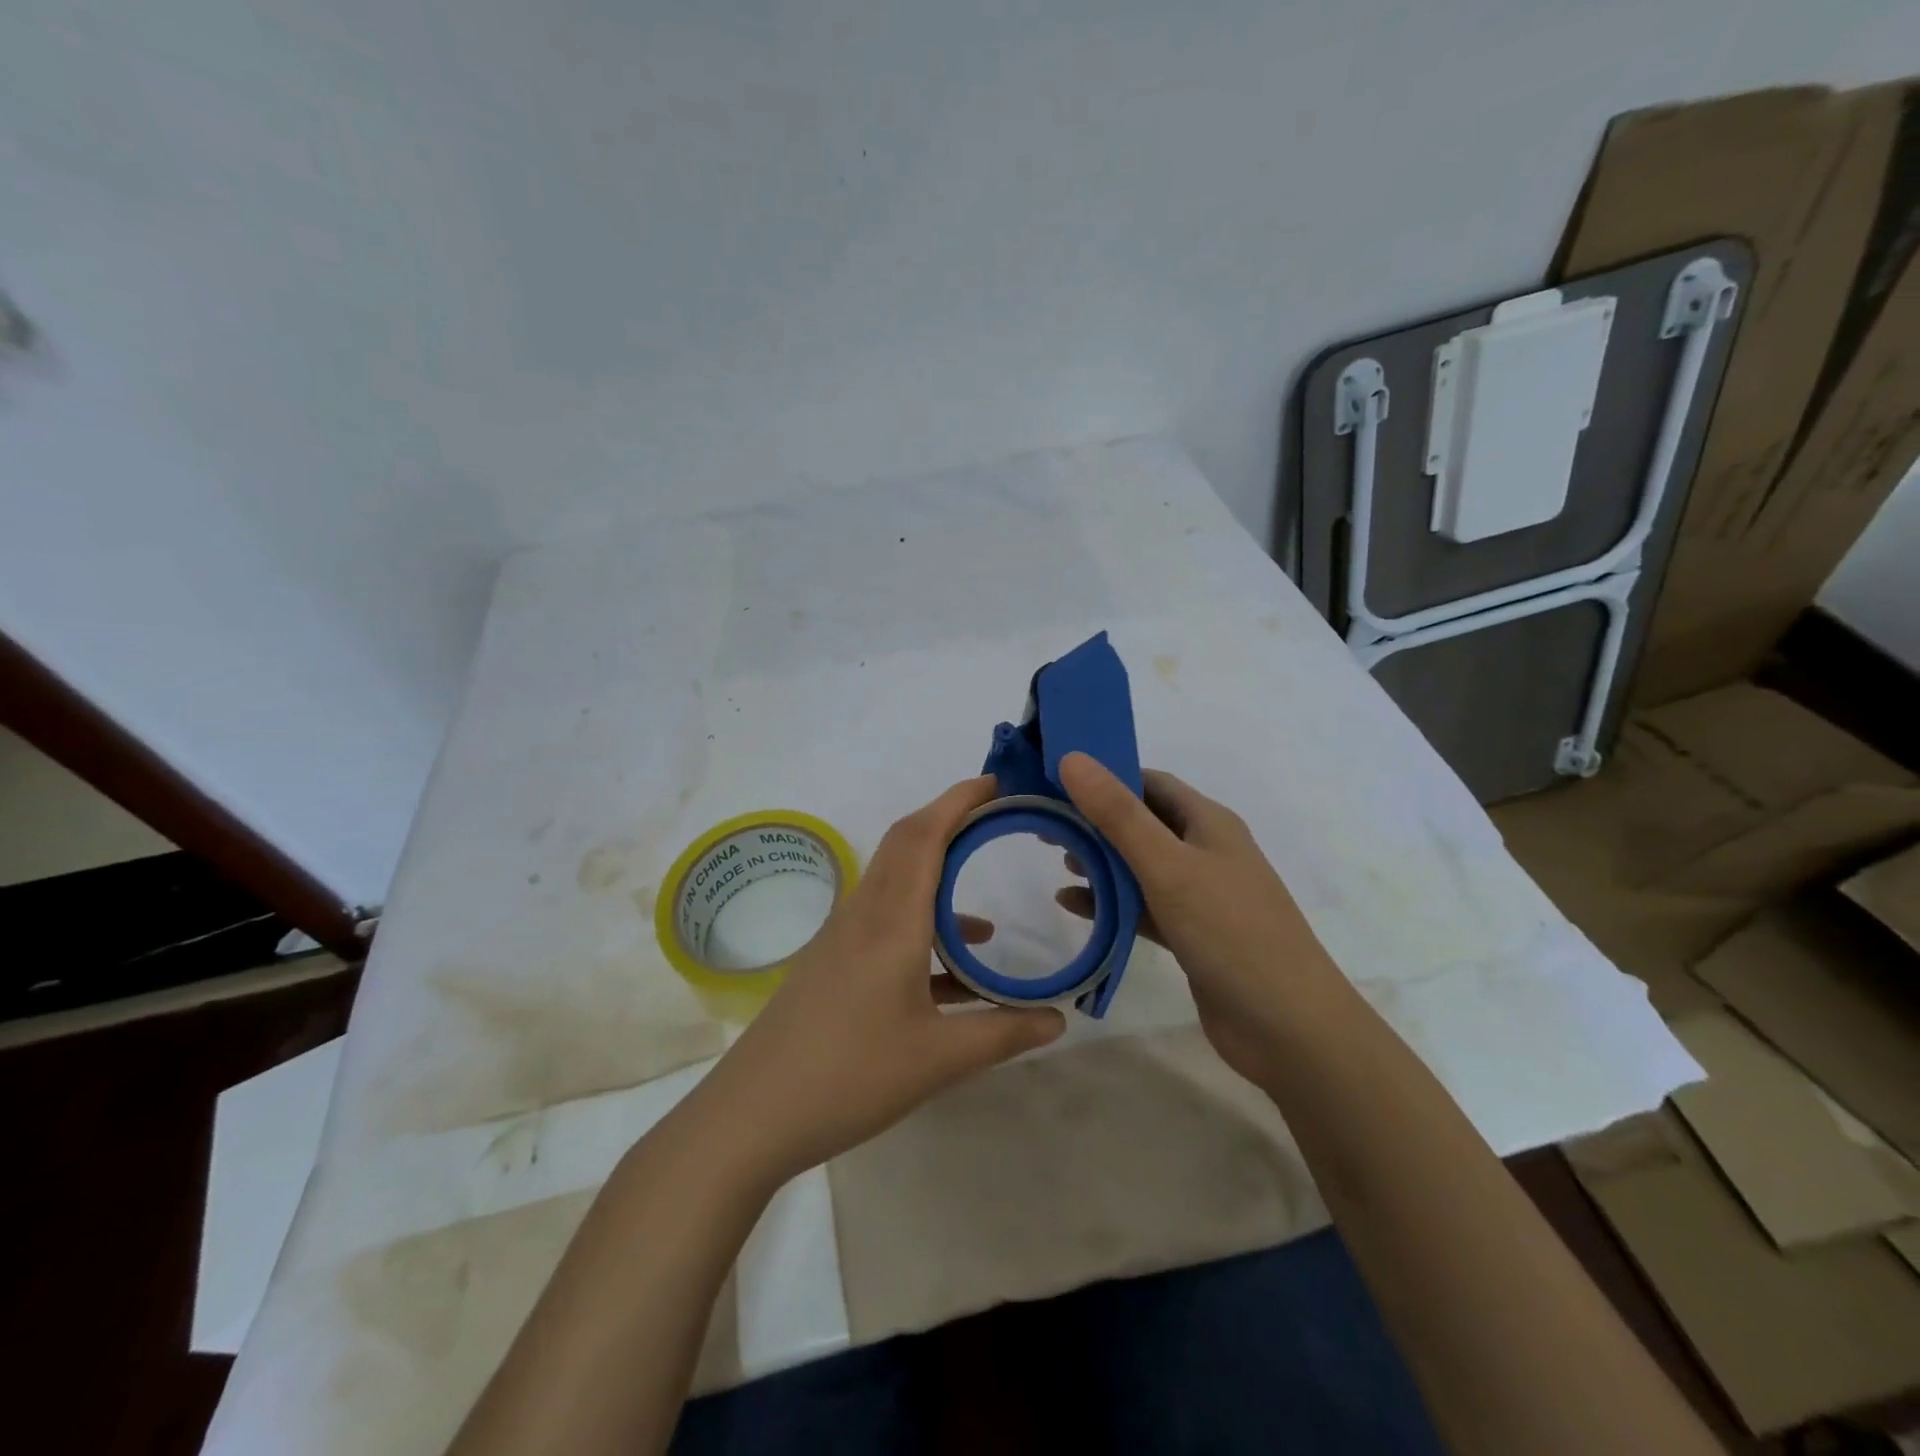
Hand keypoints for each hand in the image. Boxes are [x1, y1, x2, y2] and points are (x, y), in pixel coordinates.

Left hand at [688, 776, 1066, 1186]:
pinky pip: (886, 920)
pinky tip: (954, 970)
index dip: (959, 800)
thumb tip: (1059, 1022)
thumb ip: (1003, 1033)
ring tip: (985, 905)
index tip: (997, 783)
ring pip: (895, 881)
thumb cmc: (850, 1076)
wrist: (753, 1115)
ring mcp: (843, 937)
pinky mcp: (834, 963)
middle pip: (906, 843)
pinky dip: (922, 922)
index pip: (925, 834)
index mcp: (891, 920)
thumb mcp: (939, 1060)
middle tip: (997, 821)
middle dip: (950, 821)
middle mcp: (865, 913)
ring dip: (937, 875)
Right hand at [1054, 752, 1339, 1086]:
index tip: (1056, 780)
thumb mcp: (1168, 866)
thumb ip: (1118, 814)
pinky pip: (1142, 907)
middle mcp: (1206, 851)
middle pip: (1142, 822)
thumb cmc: (1230, 932)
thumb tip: (1072, 758)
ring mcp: (1200, 895)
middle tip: (1045, 823)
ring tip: (1057, 862)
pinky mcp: (1191, 935)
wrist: (1289, 1027)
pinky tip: (1072, 905)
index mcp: (1208, 822)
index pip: (1150, 782)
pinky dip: (1110, 903)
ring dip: (1100, 861)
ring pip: (1139, 866)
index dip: (1105, 775)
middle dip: (1095, 821)